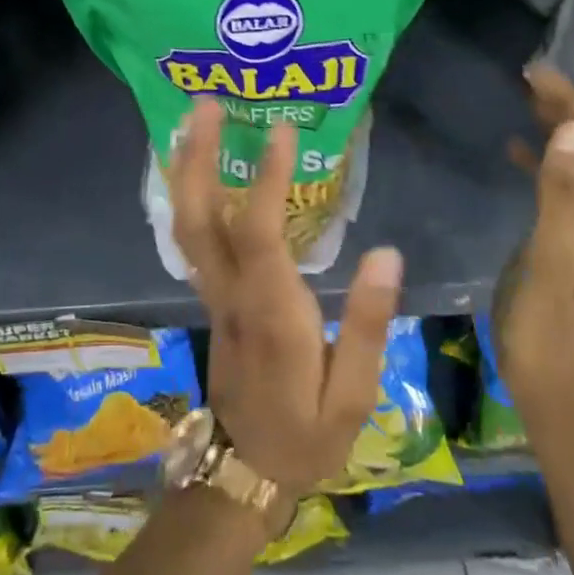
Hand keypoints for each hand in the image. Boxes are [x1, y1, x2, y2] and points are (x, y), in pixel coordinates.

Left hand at [169, 98, 402, 491]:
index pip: (260, 233)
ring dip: (188, 168)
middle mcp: (231, 293)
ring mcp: (214, 294)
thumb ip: (366, 324)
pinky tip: (206, 169)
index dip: (267, 179)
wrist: (245, 471)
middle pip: (198, 217)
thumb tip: (386, 253)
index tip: (282, 129)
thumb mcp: (352, 396)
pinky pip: (195, 236)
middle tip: (205, 103)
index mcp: (270, 312)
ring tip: (196, 120)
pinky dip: (193, 194)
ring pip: (187, 224)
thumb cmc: (306, 436)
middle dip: (198, 157)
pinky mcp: (213, 297)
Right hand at [495, 64, 573, 417]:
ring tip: (525, 100)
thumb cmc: (543, 326)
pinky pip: (568, 184)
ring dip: (562, 127)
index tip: (537, 74)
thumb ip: (559, 191)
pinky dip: (548, 159)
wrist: (553, 388)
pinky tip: (518, 150)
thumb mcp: (548, 256)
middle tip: (529, 78)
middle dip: (572, 106)